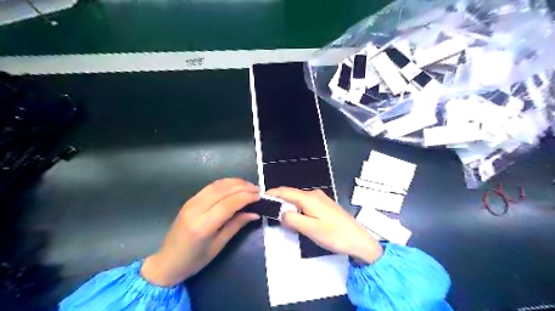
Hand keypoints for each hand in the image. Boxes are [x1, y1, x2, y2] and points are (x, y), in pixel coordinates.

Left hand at [139, 178, 260, 284]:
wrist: (167, 262)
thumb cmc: (194, 260)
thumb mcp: (218, 246)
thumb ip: (236, 225)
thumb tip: (254, 213)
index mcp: (203, 225)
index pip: (228, 203)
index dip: (246, 197)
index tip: (259, 196)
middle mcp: (196, 209)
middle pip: (223, 190)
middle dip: (243, 187)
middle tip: (257, 190)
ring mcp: (191, 202)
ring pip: (217, 185)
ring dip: (235, 182)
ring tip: (249, 186)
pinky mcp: (190, 200)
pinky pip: (210, 187)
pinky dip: (225, 184)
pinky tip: (234, 186)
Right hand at [265, 188, 382, 262]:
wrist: (359, 240)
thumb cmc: (334, 235)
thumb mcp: (310, 229)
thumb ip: (292, 219)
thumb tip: (281, 213)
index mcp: (309, 198)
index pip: (286, 191)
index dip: (273, 193)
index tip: (261, 197)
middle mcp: (314, 194)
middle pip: (292, 194)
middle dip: (279, 200)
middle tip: (268, 209)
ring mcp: (321, 199)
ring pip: (299, 199)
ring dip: (288, 205)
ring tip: (279, 215)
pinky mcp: (325, 205)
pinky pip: (306, 203)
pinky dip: (297, 208)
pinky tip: (296, 217)